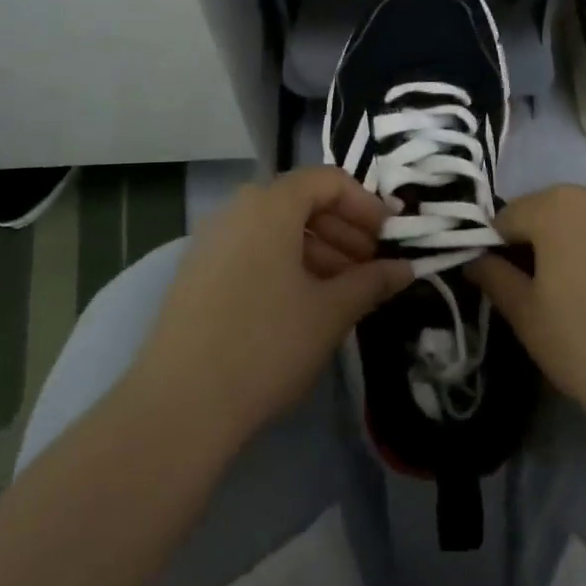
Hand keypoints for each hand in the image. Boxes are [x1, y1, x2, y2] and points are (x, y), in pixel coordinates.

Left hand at [129, 166, 412, 443]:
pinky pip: (252, 251)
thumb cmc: (267, 344)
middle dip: (344, 230)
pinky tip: (304, 304)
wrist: (179, 405)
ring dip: (318, 250)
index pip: (328, 181)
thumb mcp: (331, 311)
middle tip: (371, 267)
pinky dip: (286, 265)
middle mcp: (236, 210)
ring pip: (277, 230)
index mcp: (270, 204)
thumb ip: (372, 281)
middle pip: (301, 202)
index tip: (390, 238)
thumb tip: (406, 268)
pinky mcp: (196, 274)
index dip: (366, 205)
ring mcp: (211, 242)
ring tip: (344, 291)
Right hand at [465, 186, 585, 447]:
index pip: (506, 217)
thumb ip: (494, 278)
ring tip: (581, 299)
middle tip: (540, 296)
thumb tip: (477, 260)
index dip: (496, 250)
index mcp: (556, 205)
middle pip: (549, 212)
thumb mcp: (526, 316)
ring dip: (573, 248)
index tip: (503, 286)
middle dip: (536, 244)